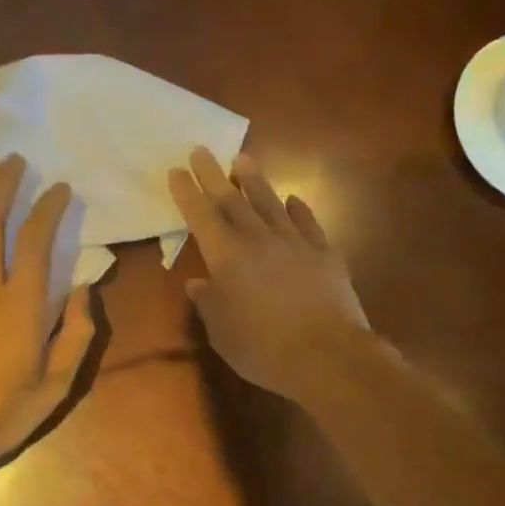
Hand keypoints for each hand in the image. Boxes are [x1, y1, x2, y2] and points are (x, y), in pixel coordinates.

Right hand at [167, 147, 371, 402]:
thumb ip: (208, 304)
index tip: (176, 170)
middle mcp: (258, 240)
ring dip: (255, 181)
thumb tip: (197, 283)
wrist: (328, 356)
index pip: (200, 217)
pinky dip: (297, 209)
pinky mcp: (324, 252)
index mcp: (226, 258)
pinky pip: (307, 222)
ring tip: (244, 160)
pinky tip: (293, 200)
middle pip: (232, 200)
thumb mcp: (222, 333)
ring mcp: (294, 242)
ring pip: (270, 203)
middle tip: (202, 150)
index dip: (187, 192)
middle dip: (213, 174)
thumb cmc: (264, 350)